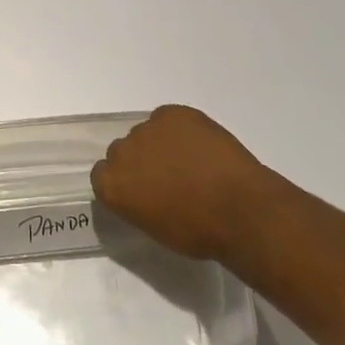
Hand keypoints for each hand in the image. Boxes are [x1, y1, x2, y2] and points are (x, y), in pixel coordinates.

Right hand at [91, 105, 283, 260]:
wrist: (242, 211)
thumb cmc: (199, 232)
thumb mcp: (155, 227)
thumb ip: (136, 203)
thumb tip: (144, 192)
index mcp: (111, 185)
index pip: (102, 174)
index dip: (125, 180)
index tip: (143, 189)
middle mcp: (120, 152)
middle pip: (122, 150)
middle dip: (140, 160)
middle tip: (168, 176)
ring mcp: (146, 129)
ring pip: (147, 133)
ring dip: (162, 144)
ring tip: (192, 161)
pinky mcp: (172, 113)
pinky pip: (170, 118)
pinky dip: (182, 129)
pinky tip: (202, 146)